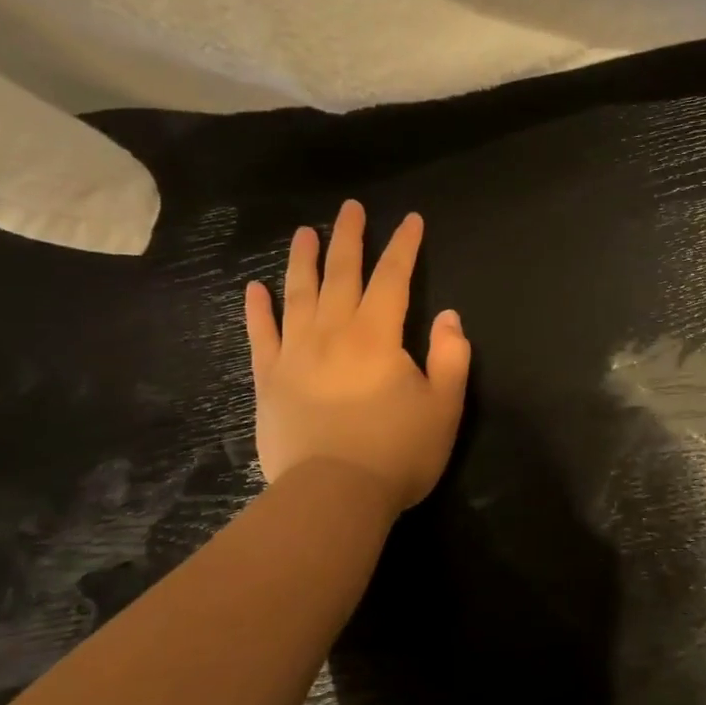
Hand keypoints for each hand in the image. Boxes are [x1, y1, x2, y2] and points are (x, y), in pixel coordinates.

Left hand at [244, 201, 470, 517]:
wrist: (332, 497)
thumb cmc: (396, 452)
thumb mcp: (444, 406)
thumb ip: (451, 357)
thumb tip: (449, 316)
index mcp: (377, 335)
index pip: (393, 277)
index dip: (404, 246)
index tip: (411, 219)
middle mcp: (333, 332)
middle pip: (342, 273)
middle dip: (350, 237)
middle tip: (351, 207)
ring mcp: (295, 354)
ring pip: (298, 294)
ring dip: (302, 260)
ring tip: (305, 232)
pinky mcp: (268, 380)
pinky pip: (261, 336)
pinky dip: (257, 310)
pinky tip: (254, 288)